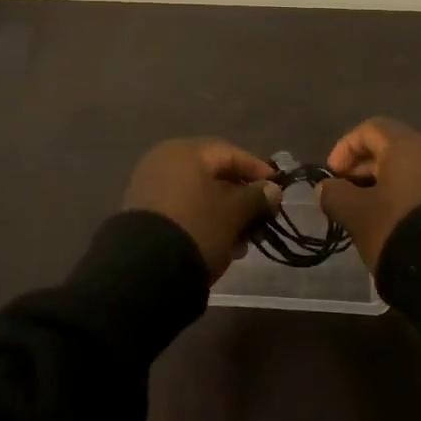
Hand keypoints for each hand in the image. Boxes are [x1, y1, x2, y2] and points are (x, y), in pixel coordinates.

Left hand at [122, 138, 282, 279]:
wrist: (144, 269)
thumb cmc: (197, 227)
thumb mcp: (233, 213)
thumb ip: (256, 197)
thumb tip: (272, 189)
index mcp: (185, 152)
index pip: (230, 153)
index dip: (257, 170)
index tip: (277, 190)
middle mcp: (164, 161)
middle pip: (213, 174)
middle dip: (240, 197)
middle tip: (260, 218)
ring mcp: (150, 186)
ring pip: (198, 195)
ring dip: (224, 214)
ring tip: (242, 241)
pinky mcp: (143, 213)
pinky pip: (182, 208)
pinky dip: (203, 221)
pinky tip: (219, 244)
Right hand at [318, 118, 420, 271]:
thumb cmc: (396, 229)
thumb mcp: (355, 213)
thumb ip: (335, 195)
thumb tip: (326, 188)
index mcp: (406, 146)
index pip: (370, 129)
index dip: (345, 148)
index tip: (332, 176)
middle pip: (391, 148)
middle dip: (362, 168)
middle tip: (345, 194)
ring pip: (408, 171)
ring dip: (383, 185)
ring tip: (365, 213)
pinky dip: (403, 198)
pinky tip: (391, 224)